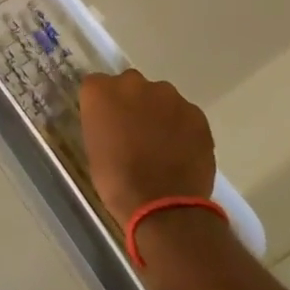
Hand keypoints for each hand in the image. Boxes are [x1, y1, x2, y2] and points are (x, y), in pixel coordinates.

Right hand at [79, 68, 217, 222]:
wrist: (162, 205)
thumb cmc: (116, 180)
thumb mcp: (94, 147)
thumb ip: (103, 123)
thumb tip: (114, 122)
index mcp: (100, 92)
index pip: (97, 85)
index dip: (104, 104)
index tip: (108, 122)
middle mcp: (133, 84)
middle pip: (130, 84)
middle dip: (133, 103)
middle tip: (135, 132)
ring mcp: (168, 96)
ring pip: (161, 97)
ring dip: (159, 113)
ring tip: (163, 144)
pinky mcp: (195, 113)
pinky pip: (185, 114)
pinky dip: (182, 127)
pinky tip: (181, 151)